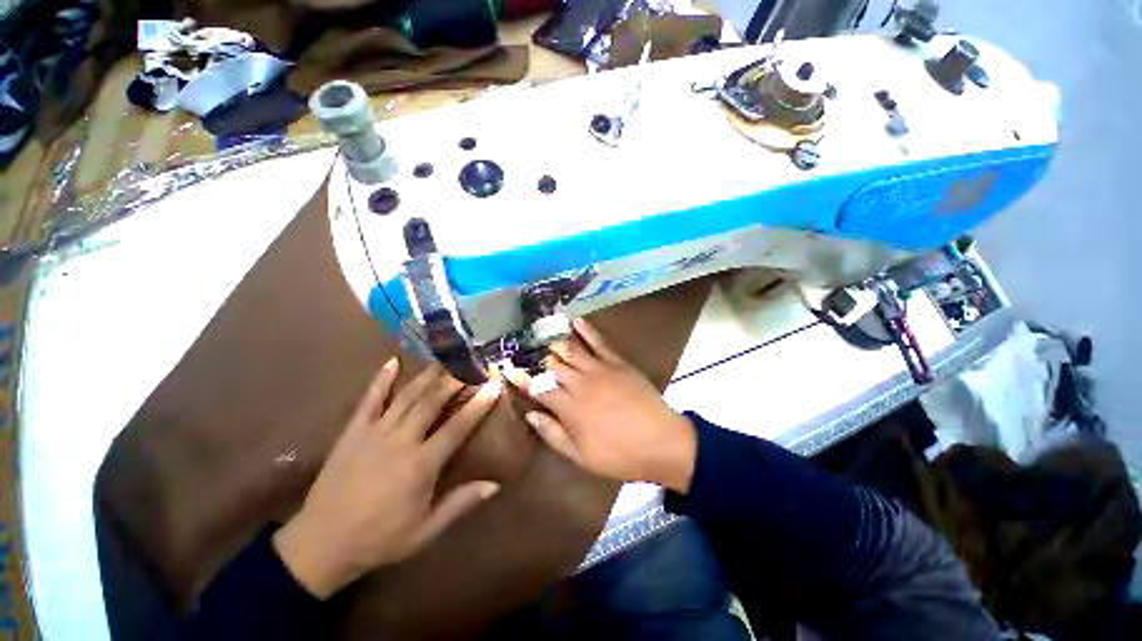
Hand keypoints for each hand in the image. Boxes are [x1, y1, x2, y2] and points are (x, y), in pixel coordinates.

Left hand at [274, 360, 501, 598]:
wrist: (320, 544)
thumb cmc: (380, 538)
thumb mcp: (425, 530)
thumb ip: (460, 503)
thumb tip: (495, 485)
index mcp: (421, 464)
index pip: (458, 426)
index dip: (479, 404)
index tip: (494, 385)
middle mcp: (400, 441)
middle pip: (432, 401)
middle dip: (454, 379)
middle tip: (471, 363)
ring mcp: (374, 432)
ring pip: (407, 395)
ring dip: (428, 375)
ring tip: (445, 358)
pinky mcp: (353, 431)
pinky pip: (369, 399)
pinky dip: (381, 379)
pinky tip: (392, 361)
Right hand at [517, 318, 696, 493]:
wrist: (662, 442)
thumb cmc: (620, 455)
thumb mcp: (581, 456)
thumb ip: (553, 434)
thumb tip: (531, 415)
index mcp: (569, 407)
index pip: (538, 387)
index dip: (522, 378)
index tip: (509, 368)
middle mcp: (580, 383)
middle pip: (552, 364)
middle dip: (537, 357)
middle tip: (525, 347)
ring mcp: (599, 369)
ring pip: (571, 349)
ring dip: (555, 340)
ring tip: (542, 329)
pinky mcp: (617, 362)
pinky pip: (599, 342)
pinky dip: (586, 330)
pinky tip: (576, 321)